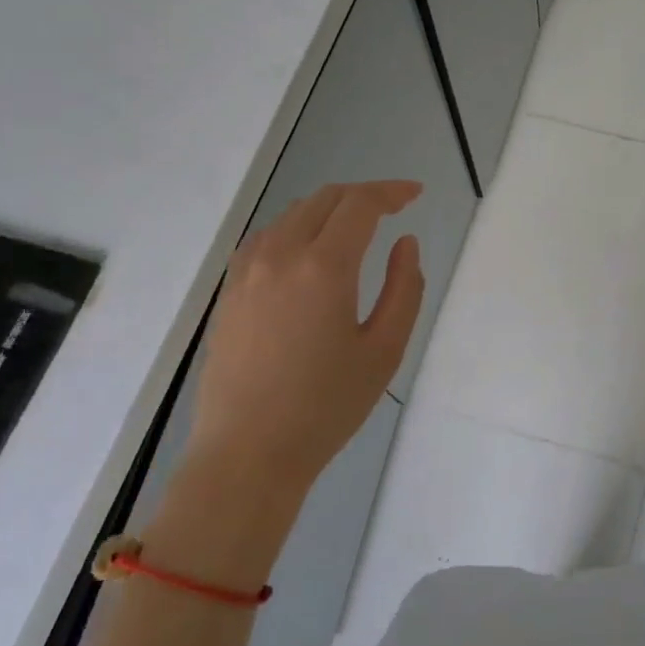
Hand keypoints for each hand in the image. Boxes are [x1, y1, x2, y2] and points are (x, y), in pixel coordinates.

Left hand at [185, 180, 424, 505]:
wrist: (248, 453)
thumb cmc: (326, 406)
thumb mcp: (384, 351)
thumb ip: (404, 289)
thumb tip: (405, 244)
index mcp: (324, 267)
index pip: (360, 205)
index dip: (391, 192)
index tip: (415, 194)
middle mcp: (280, 255)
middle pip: (324, 200)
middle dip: (363, 196)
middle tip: (393, 208)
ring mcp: (247, 272)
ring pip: (292, 215)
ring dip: (328, 210)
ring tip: (355, 229)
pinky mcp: (229, 292)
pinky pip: (266, 239)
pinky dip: (296, 229)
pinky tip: (308, 252)